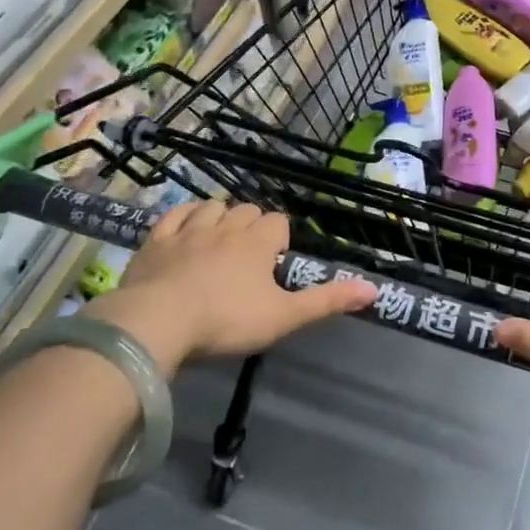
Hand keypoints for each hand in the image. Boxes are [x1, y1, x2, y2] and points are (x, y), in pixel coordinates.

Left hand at [87, 201, 375, 373]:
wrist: (157, 323)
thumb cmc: (226, 321)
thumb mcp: (283, 317)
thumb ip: (326, 301)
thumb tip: (374, 289)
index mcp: (257, 242)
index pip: (278, 222)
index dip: (280, 238)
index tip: (275, 261)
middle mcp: (226, 226)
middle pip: (246, 210)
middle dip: (252, 225)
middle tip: (250, 255)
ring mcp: (188, 230)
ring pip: (212, 207)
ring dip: (220, 216)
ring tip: (220, 239)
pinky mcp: (156, 240)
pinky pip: (175, 215)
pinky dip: (184, 216)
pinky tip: (186, 227)